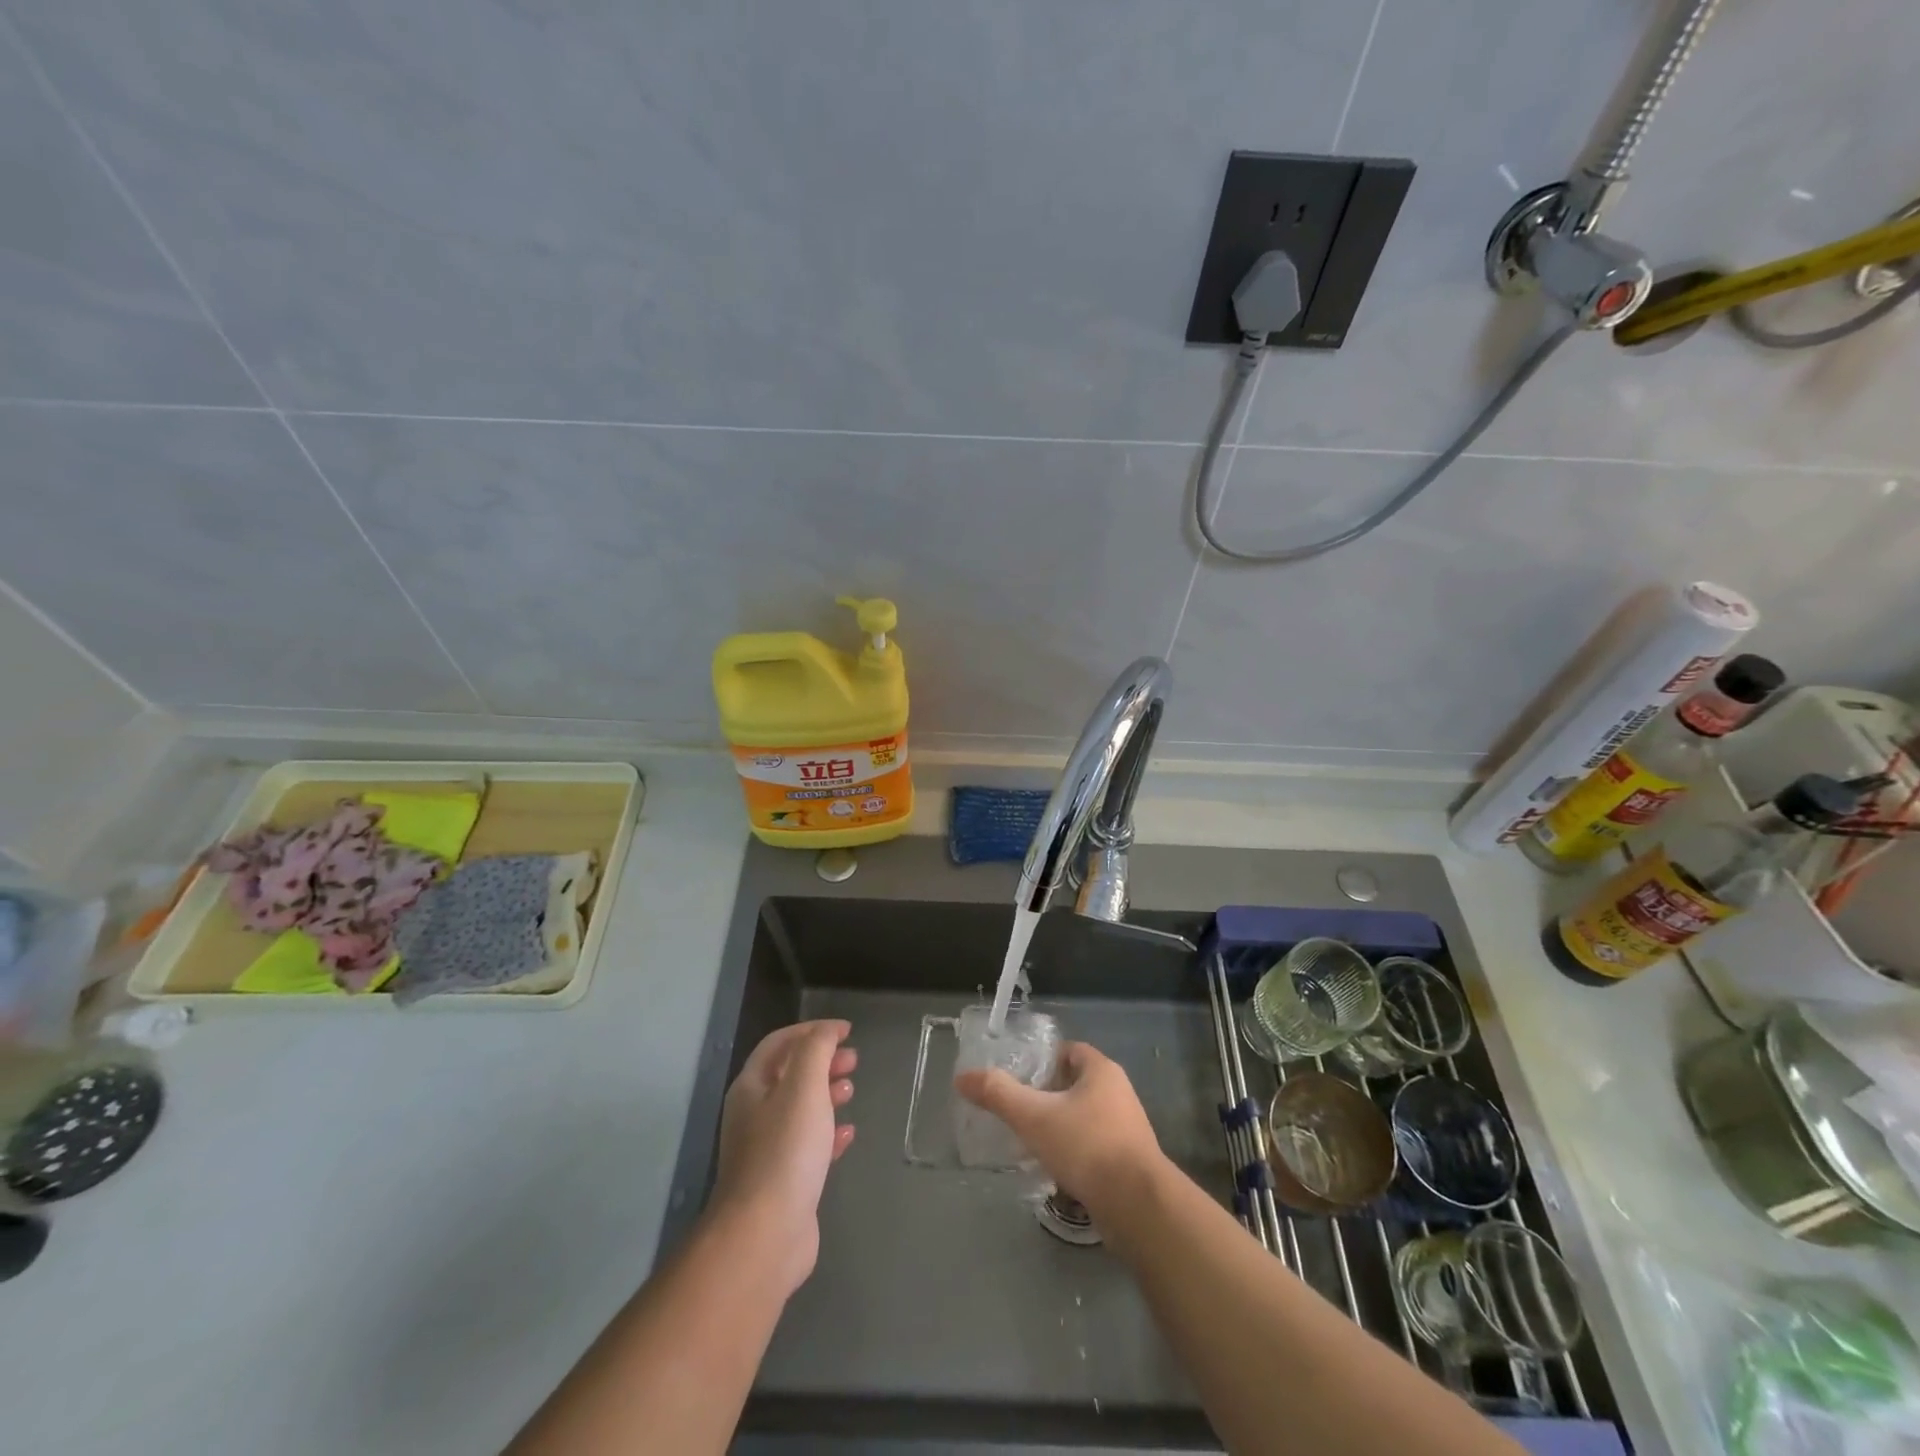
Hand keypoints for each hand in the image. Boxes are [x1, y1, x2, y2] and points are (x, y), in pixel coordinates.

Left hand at [710, 1020, 856, 1295]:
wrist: (765, 1235)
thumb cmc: (785, 1151)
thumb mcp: (804, 1086)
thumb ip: (816, 1049)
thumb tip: (828, 1031)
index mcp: (751, 1087)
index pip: (779, 1043)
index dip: (812, 1030)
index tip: (847, 1030)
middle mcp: (754, 1115)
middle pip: (790, 1074)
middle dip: (823, 1061)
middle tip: (854, 1060)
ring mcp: (767, 1150)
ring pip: (800, 1109)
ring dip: (827, 1094)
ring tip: (852, 1091)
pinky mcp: (784, 1181)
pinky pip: (809, 1145)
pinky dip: (829, 1133)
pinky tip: (849, 1135)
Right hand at [954, 1041, 1163, 1213]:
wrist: (1138, 1207)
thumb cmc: (1087, 1146)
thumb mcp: (1034, 1117)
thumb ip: (998, 1094)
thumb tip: (962, 1077)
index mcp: (1102, 1071)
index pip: (1068, 1051)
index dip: (1042, 1060)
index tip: (1018, 1077)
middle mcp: (1119, 1093)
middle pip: (1075, 1084)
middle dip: (1047, 1095)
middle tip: (1017, 1109)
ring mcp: (1127, 1129)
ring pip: (1084, 1117)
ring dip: (1060, 1126)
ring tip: (1030, 1141)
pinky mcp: (1129, 1163)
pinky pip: (1094, 1147)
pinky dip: (1073, 1153)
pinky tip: (1054, 1169)